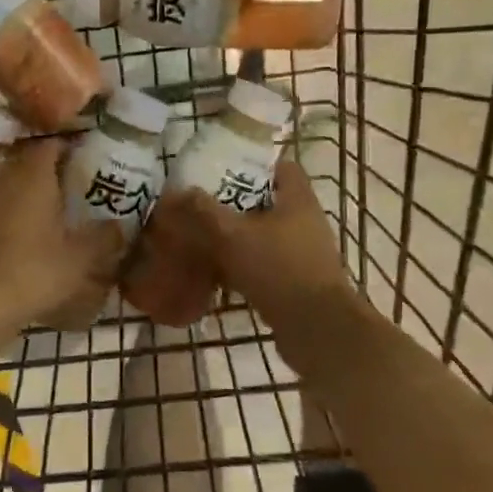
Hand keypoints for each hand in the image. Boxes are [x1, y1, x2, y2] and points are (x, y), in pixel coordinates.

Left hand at [0, 138, 126, 334]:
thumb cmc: (36, 271)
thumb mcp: (81, 257)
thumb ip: (104, 237)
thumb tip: (121, 225)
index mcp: (34, 176)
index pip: (50, 144)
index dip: (69, 146)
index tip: (87, 156)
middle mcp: (6, 178)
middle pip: (28, 159)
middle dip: (50, 165)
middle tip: (74, 179)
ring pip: (11, 179)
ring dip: (29, 185)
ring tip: (53, 203)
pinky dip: (13, 205)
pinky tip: (27, 226)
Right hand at [167, 162, 361, 366]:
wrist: (317, 329)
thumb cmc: (279, 270)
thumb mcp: (233, 235)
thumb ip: (204, 211)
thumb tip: (175, 192)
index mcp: (297, 199)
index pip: (280, 166)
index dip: (252, 162)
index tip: (220, 166)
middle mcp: (305, 222)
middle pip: (267, 201)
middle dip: (234, 201)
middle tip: (200, 202)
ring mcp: (302, 253)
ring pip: (263, 234)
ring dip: (236, 235)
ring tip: (201, 235)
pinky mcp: (295, 282)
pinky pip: (263, 263)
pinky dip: (241, 264)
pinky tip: (214, 272)